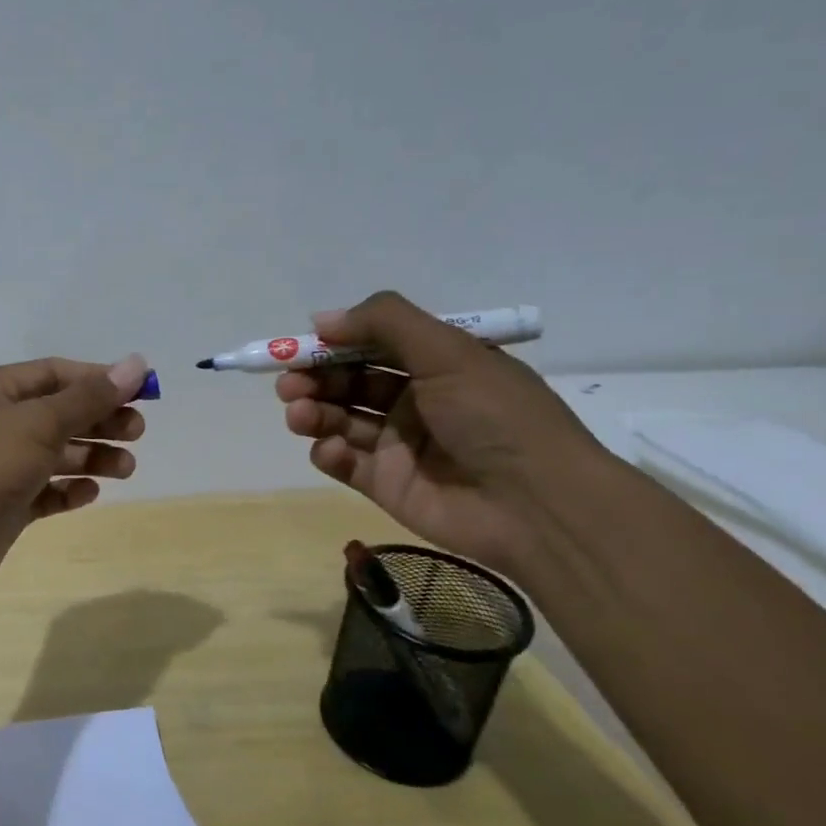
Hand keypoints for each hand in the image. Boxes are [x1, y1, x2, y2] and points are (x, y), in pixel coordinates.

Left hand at [0, 354, 149, 592]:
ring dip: (91, 458)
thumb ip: (90, 397)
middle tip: (137, 433)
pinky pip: (44, 491)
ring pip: (54, 454)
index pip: (53, 374)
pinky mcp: (4, 503)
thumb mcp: (41, 422)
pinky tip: (89, 493)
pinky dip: (67, 490)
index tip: (141, 392)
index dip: (98, 380)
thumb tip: (137, 363)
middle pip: (57, 414)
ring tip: (125, 468)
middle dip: (99, 421)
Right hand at [278, 292, 608, 574]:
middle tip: (288, 383)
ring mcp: (398, 444)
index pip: (372, 345)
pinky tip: (330, 450)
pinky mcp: (384, 483)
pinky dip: (328, 451)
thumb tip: (321, 319)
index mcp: (437, 365)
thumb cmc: (495, 417)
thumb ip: (385, 323)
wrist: (536, 506)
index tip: (297, 346)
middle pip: (348, 382)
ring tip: (299, 413)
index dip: (334, 343)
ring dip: (313, 411)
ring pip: (339, 419)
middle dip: (314, 378)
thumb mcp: (449, 351)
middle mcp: (415, 401)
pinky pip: (343, 461)